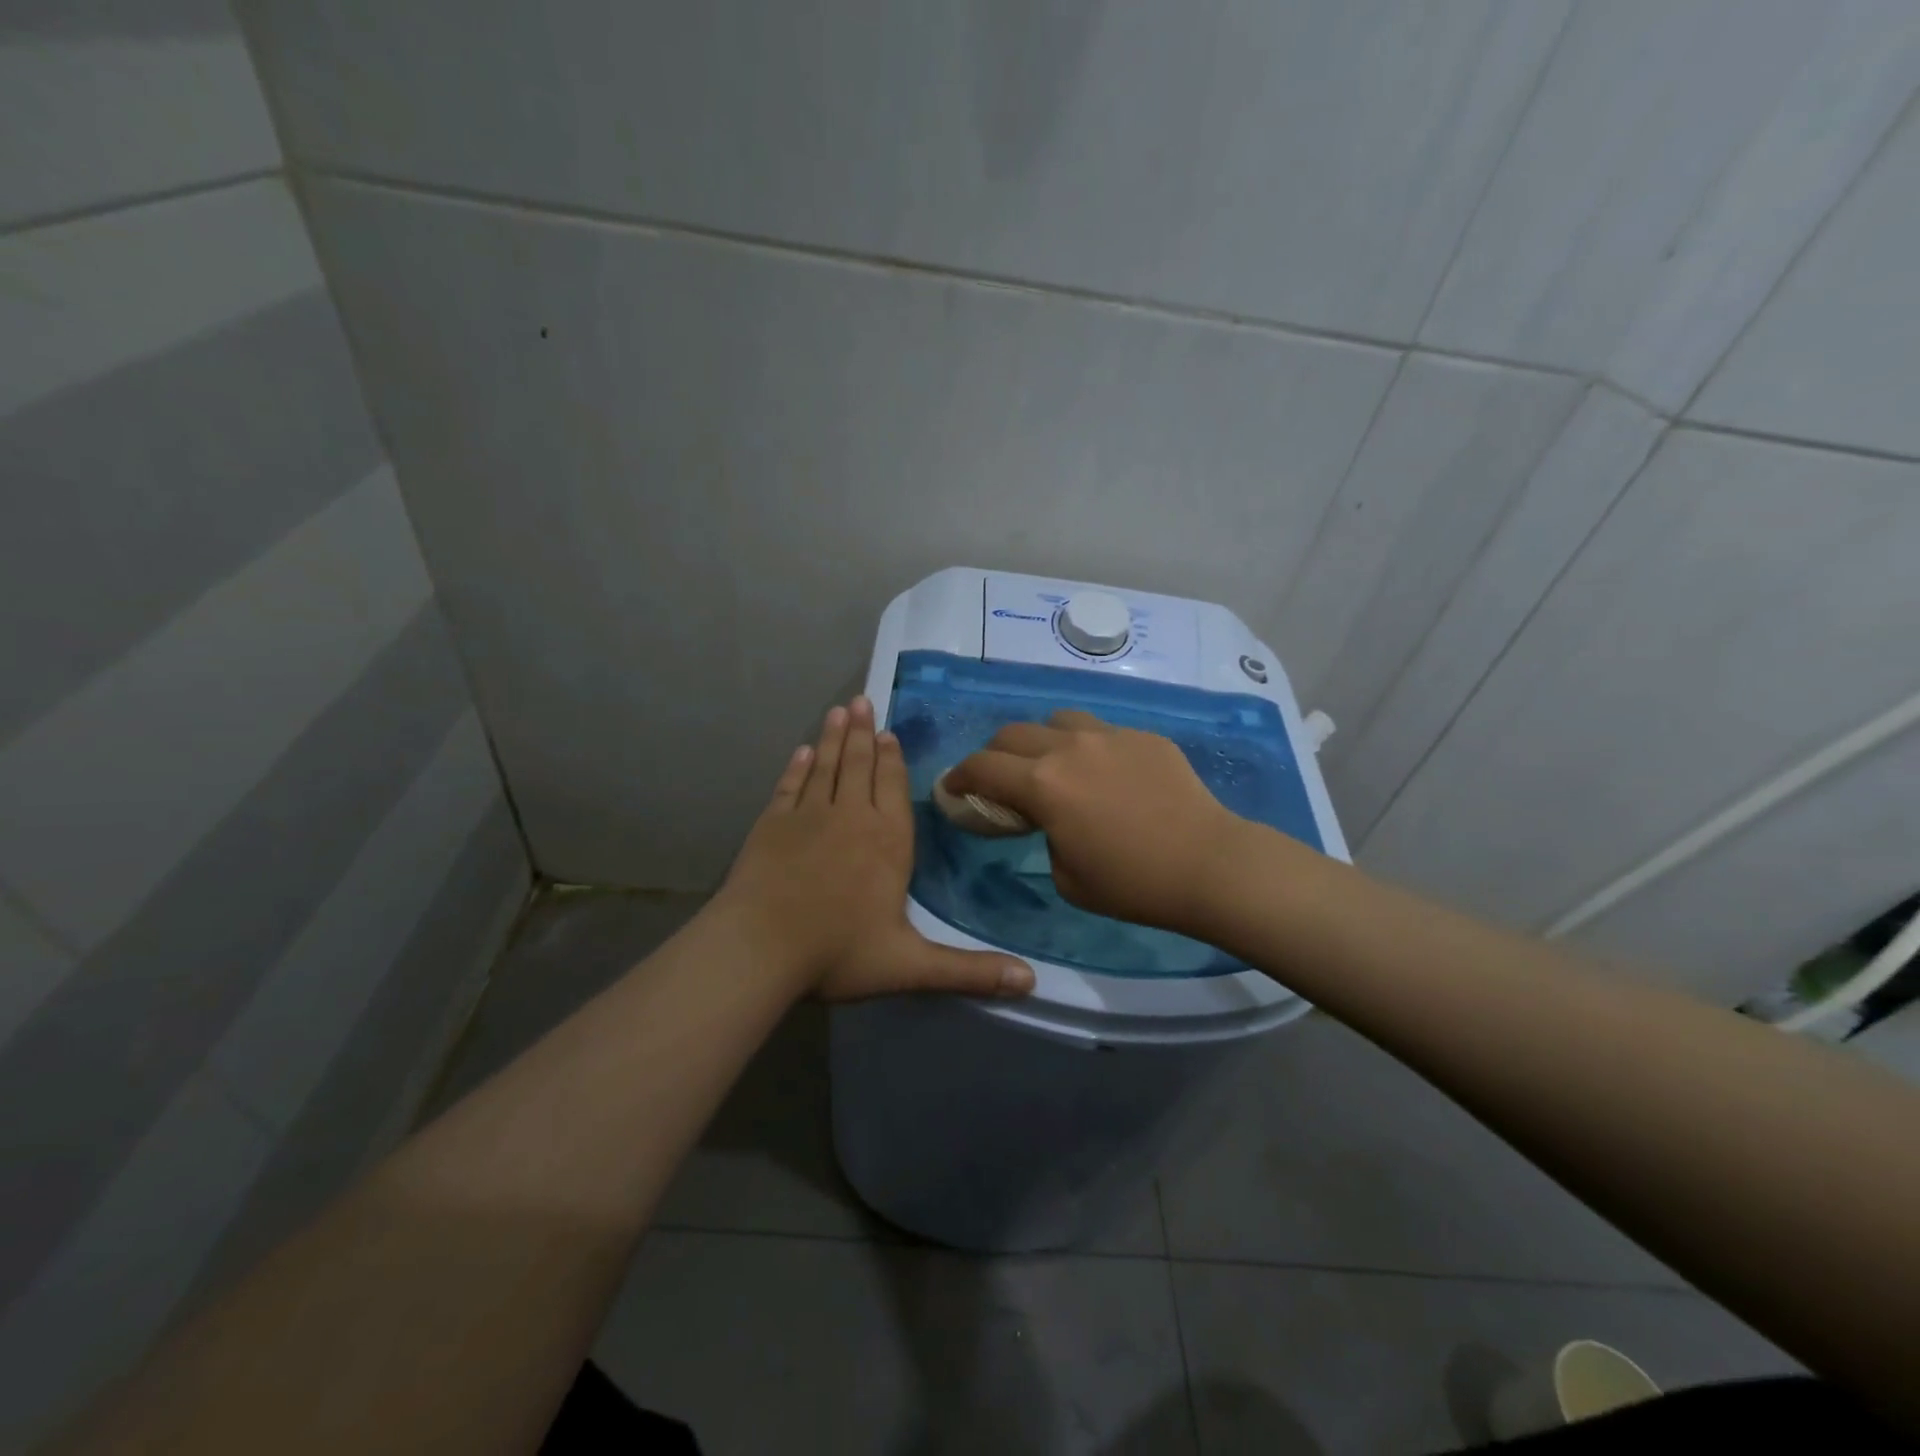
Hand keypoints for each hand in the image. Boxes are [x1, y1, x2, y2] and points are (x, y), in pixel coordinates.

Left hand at [718, 696, 1035, 1000]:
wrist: (759, 948)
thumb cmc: (838, 952)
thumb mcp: (911, 966)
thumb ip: (970, 971)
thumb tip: (1032, 982)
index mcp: (887, 842)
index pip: (893, 789)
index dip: (893, 760)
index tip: (889, 732)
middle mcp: (851, 817)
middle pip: (859, 766)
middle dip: (863, 734)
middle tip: (862, 701)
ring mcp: (807, 817)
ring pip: (825, 766)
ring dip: (832, 738)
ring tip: (838, 710)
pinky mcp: (771, 824)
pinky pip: (789, 786)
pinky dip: (796, 768)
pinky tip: (800, 752)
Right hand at [945, 710, 1250, 933]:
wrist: (1209, 864)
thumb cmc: (1132, 883)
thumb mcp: (1066, 876)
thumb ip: (1045, 836)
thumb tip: (1052, 818)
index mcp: (1043, 784)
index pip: (982, 767)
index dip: (959, 777)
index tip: (952, 787)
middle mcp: (1070, 748)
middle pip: (1012, 733)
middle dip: (995, 755)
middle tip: (1000, 780)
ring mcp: (1110, 735)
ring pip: (1058, 720)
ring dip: (1043, 741)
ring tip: (1055, 766)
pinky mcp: (1144, 737)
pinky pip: (1102, 732)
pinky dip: (1089, 748)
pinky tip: (1109, 775)